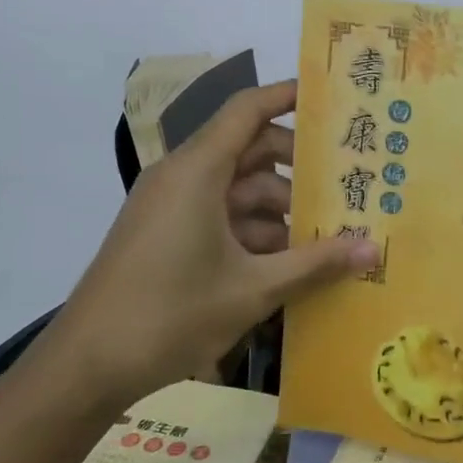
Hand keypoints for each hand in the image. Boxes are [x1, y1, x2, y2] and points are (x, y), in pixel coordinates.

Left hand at [40, 82, 378, 404]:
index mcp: (197, 171)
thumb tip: (374, 249)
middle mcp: (182, 178)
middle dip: (298, 169)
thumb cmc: (171, 315)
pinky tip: (289, 263)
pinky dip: (253, 232)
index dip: (288, 97)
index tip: (332, 100)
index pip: (247, 110)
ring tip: (329, 235)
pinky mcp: (166, 236)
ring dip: (280, 210)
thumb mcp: (253, 289)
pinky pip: (219, 217)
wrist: (88, 365)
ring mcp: (171, 208)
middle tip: (349, 184)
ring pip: (237, 191)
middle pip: (249, 152)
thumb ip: (315, 264)